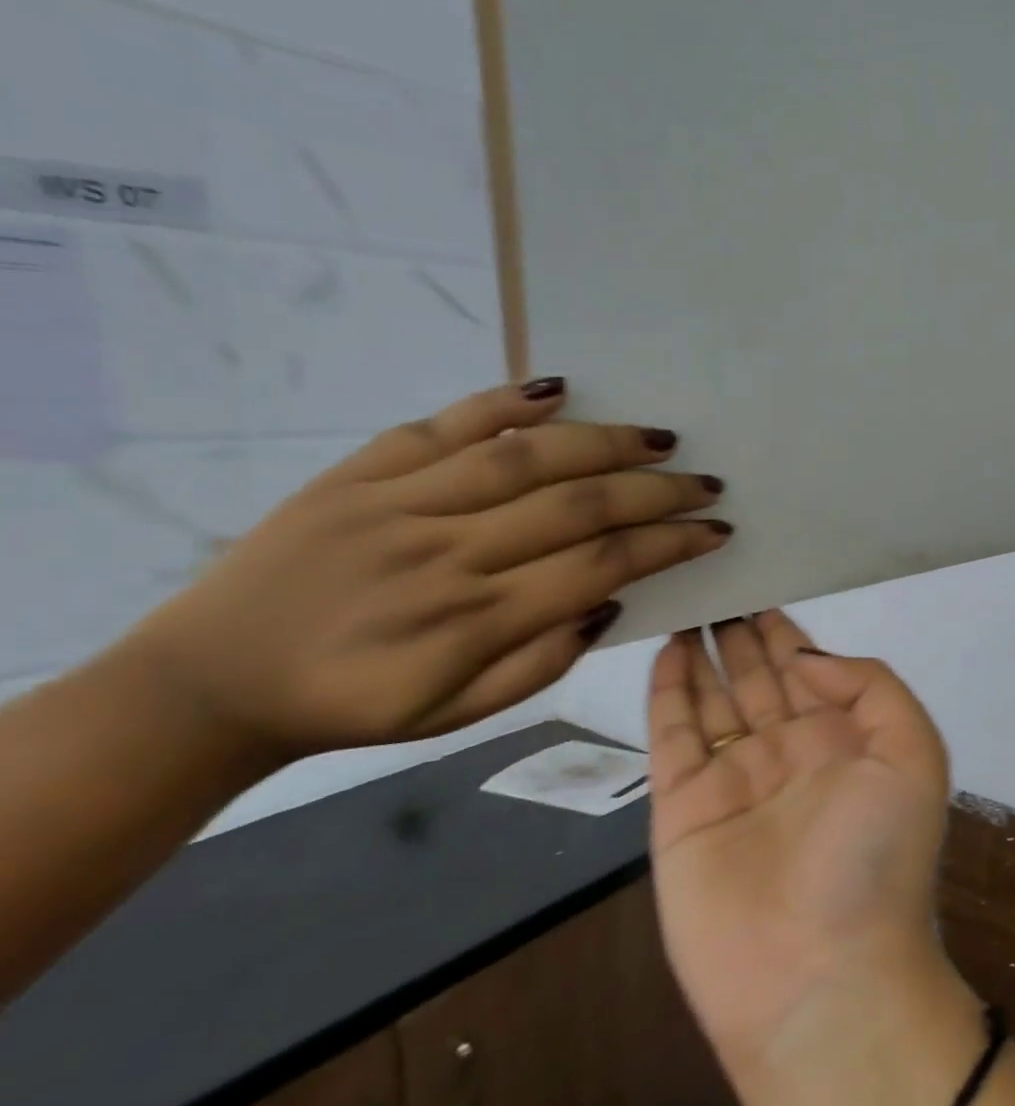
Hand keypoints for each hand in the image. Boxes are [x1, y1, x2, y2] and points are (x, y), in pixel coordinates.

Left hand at [115, 378, 731, 772]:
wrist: (208, 683)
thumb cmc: (352, 704)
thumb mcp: (457, 715)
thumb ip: (542, 662)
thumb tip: (611, 602)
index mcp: (474, 620)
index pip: (601, 565)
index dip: (669, 543)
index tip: (714, 530)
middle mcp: (445, 553)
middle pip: (577, 506)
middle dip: (657, 491)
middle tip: (706, 483)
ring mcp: (398, 504)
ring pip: (524, 458)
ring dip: (604, 442)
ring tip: (659, 438)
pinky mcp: (357, 474)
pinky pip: (441, 427)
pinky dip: (503, 403)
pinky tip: (558, 389)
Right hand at [647, 612, 953, 1081]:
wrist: (821, 976)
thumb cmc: (876, 856)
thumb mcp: (912, 753)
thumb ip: (870, 687)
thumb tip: (806, 656)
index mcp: (844, 741)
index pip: (810, 669)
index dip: (789, 630)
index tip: (767, 583)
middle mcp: (789, 753)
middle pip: (759, 676)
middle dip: (741, 633)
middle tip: (719, 579)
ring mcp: (734, 778)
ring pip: (714, 697)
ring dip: (703, 652)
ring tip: (688, 601)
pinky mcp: (682, 808)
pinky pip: (672, 736)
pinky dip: (668, 692)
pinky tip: (665, 649)